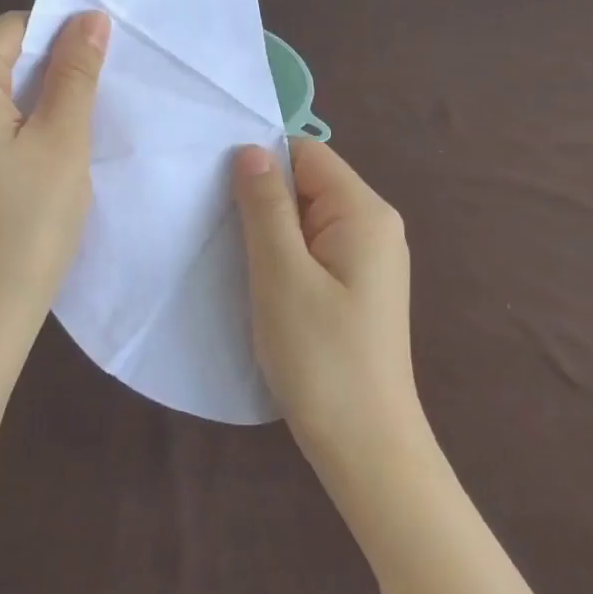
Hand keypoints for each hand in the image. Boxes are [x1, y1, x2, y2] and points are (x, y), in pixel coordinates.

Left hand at [0, 10, 109, 339]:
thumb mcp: (62, 142)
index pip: (14, 28)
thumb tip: (90, 17)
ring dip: (30, 104)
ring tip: (62, 144)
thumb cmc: (26, 225)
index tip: (98, 79)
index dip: (61, 44)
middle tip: (86, 117)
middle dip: (45, 76)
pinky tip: (31, 163)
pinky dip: (8, 128)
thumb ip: (75, 72)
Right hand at [231, 139, 426, 467]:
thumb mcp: (281, 274)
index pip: (308, 154)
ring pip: (307, 221)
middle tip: (217, 230)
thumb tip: (251, 149)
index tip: (216, 191)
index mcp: (364, 212)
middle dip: (262, 200)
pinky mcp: (357, 290)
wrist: (365, 444)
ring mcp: (369, 261)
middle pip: (309, 185)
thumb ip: (265, 206)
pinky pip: (314, 252)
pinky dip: (283, 258)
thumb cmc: (321, 356)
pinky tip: (259, 284)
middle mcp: (375, 227)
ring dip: (269, 233)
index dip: (262, 163)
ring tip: (233, 259)